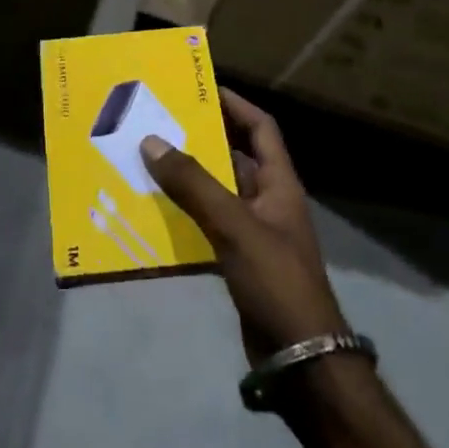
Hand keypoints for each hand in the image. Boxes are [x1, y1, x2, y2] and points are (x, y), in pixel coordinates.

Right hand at [140, 87, 345, 366]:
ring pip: (216, 192)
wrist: (300, 360)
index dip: (235, 104)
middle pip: (234, 157)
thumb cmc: (276, 280)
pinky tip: (153, 212)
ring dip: (187, 178)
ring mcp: (254, 233)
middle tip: (161, 122)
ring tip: (147, 161)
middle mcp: (268, 201)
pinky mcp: (239, 261)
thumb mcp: (234, 225)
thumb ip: (193, 184)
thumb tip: (151, 141)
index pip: (261, 128)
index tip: (201, 87)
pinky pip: (207, 225)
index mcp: (279, 183)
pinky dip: (184, 216)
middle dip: (201, 139)